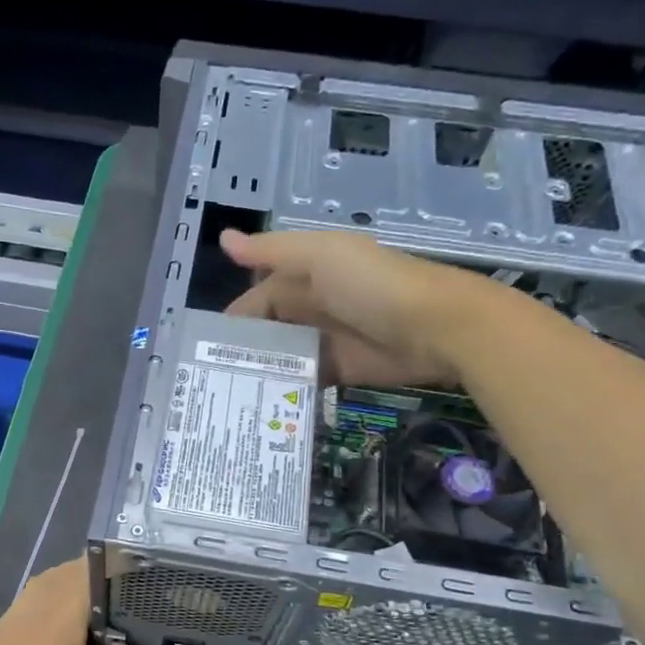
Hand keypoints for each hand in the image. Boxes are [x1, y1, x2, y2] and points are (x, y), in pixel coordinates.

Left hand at [0, 558, 138, 644]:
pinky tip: (56, 628)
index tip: (125, 570)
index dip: (102, 569)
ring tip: (89, 605)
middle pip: (54, 578)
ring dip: (61, 587)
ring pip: (34, 590)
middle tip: (112, 588)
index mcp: (53, 632)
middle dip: (83, 574)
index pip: (79, 580)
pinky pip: (20, 608)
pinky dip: (42, 603)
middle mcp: (25, 621)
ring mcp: (2, 632)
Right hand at [223, 228, 460, 387]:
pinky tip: (263, 405)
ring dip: (262, 372)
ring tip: (230, 397)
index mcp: (305, 275)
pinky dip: (287, 389)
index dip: (235, 320)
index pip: (258, 298)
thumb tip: (223, 239)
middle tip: (212, 379)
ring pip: (283, 357)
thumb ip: (271, 252)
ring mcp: (326, 340)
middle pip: (268, 329)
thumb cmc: (373, 285)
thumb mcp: (321, 257)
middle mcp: (312, 307)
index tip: (207, 348)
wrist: (437, 327)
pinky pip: (305, 380)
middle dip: (243, 350)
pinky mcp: (341, 370)